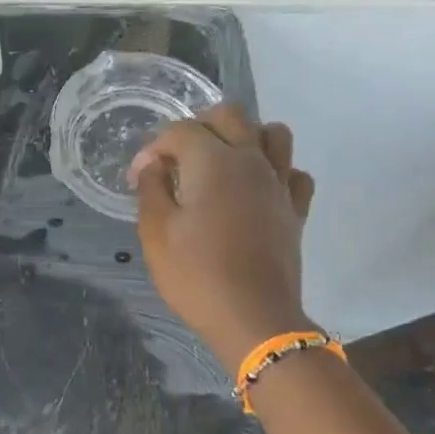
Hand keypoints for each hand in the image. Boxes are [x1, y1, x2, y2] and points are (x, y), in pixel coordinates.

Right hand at [128, 104, 315, 372]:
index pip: (180, 130)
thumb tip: (154, 165)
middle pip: (230, 116)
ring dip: (246, 137)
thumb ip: (151, 189)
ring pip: (273, 134)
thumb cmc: (196, 275)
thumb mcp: (155, 233)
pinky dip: (276, 171)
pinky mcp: (296, 210)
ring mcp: (279, 184)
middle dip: (199, 126)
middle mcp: (251, 161)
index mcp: (213, 162)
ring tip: (222, 163)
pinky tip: (257, 190)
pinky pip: (293, 172)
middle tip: (178, 158)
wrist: (253, 318)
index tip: (138, 178)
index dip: (153, 148)